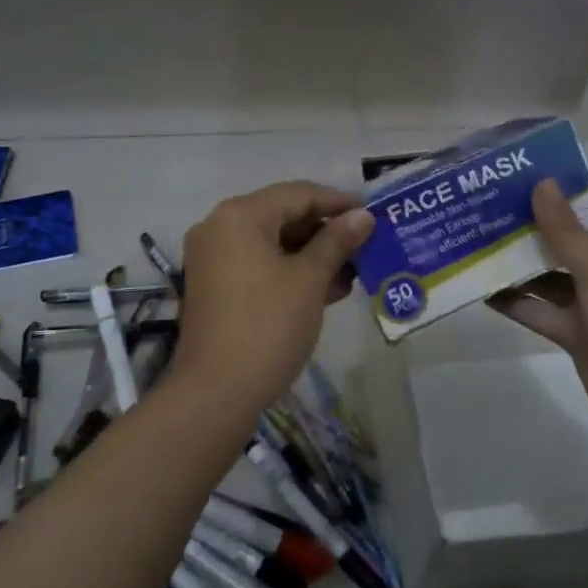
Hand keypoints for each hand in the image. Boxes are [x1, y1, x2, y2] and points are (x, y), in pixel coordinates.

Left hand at [178, 181, 374, 406]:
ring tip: (353, 271)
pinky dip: (290, 271)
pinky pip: (259, 265)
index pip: (298, 194)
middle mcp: (220, 227)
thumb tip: (363, 216)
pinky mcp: (215, 286)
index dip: (338, 202)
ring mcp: (213, 258)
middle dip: (326, 231)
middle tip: (366, 245)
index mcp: (240, 215)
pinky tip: (326, 289)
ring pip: (273, 243)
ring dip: (312, 254)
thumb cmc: (268, 326)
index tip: (373, 214)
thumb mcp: (309, 280)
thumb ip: (337, 241)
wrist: (216, 393)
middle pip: (283, 215)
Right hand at [489, 169, 587, 444]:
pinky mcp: (578, 332)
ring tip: (480, 235)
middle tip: (497, 196)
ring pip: (553, 271)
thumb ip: (567, 230)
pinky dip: (516, 300)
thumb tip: (542, 183)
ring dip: (522, 258)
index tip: (548, 161)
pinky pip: (541, 310)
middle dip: (542, 216)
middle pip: (576, 232)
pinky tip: (482, 288)